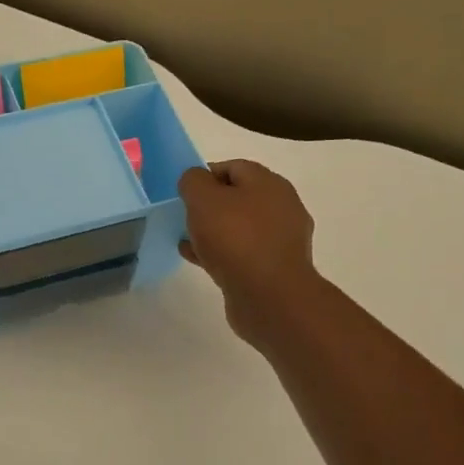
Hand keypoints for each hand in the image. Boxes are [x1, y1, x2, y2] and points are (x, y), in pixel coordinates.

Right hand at [178, 160, 318, 346]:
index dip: (204, 175)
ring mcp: (280, 240)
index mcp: (269, 183)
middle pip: (238, 198)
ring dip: (213, 232)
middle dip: (208, 206)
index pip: (233, 167)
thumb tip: (194, 180)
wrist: (270, 297)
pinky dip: (220, 253)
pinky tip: (200, 261)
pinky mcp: (274, 268)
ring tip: (187, 241)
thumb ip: (193, 181)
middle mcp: (281, 207)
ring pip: (239, 228)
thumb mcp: (204, 199)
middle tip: (184, 217)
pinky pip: (242, 253)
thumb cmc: (236, 239)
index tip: (183, 193)